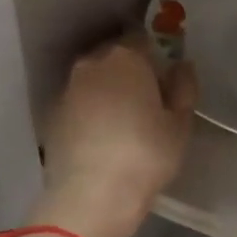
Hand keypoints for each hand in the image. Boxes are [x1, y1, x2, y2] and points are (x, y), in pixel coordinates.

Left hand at [33, 34, 197, 236]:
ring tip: (124, 123)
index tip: (165, 81)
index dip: (156, 58)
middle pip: (115, 58)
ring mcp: (68, 90)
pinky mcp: (52, 116)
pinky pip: (79, 104)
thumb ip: (184, 88)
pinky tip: (102, 139)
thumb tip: (182, 66)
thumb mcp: (180, 124)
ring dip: (108, 93)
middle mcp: (92, 64)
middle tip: (148, 103)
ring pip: (94, 81)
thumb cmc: (146, 155)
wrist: (91, 196)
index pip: (143, 41)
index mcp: (126, 58)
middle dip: (131, 73)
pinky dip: (90, 113)